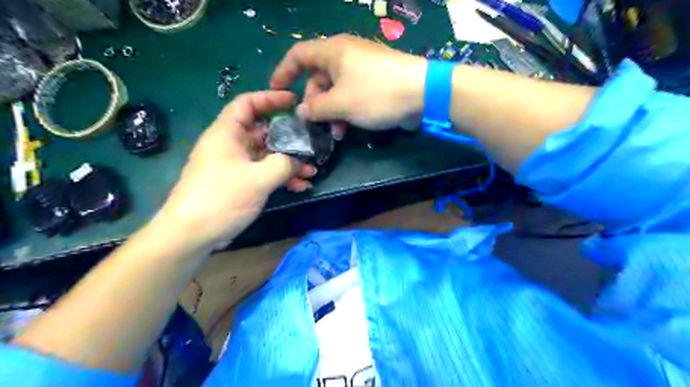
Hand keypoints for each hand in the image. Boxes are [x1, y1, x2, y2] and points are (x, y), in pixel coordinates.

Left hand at [156, 89, 314, 246]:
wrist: (192, 234)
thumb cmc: (221, 199)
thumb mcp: (257, 179)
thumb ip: (284, 164)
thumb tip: (299, 160)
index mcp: (227, 134)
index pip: (247, 104)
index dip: (270, 98)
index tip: (293, 102)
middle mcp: (231, 145)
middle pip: (263, 132)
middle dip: (288, 139)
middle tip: (310, 144)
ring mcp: (235, 166)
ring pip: (267, 155)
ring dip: (289, 162)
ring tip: (311, 171)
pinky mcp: (240, 183)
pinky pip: (264, 173)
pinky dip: (281, 177)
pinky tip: (300, 186)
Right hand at [270, 32, 426, 130]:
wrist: (423, 93)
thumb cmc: (376, 94)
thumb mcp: (340, 104)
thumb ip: (316, 108)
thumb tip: (301, 112)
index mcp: (333, 51)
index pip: (299, 55)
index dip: (283, 71)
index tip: (276, 90)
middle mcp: (346, 56)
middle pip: (318, 77)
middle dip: (313, 102)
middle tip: (313, 124)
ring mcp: (362, 69)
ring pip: (336, 89)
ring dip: (331, 112)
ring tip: (335, 133)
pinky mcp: (376, 82)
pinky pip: (352, 94)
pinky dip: (346, 110)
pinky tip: (348, 128)